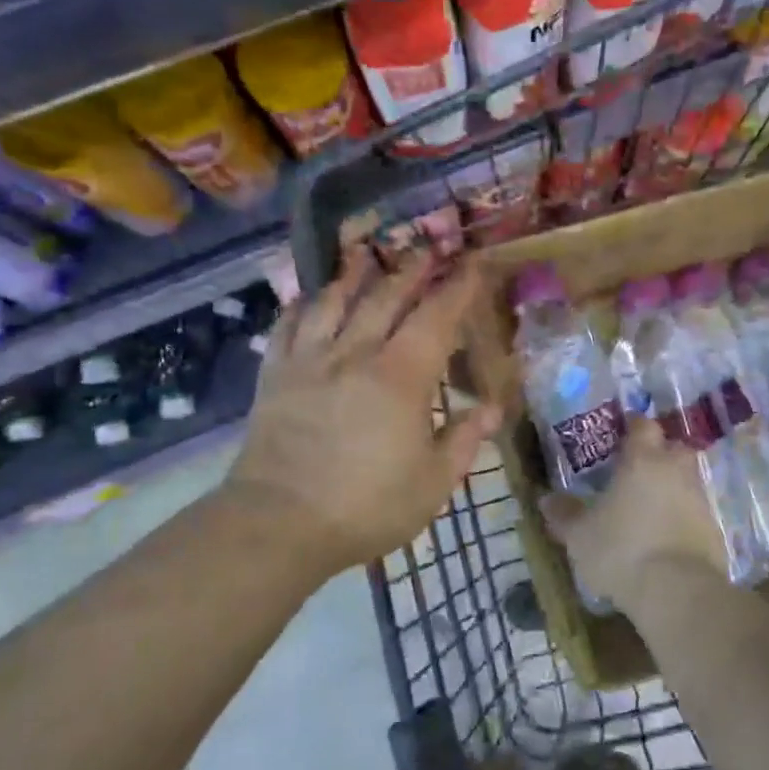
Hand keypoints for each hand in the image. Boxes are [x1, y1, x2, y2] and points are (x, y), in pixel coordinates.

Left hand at [225, 250, 500, 585]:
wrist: (279, 524)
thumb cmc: (367, 506)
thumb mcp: (433, 483)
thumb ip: (465, 440)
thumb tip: (493, 409)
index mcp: (401, 377)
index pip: (436, 317)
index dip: (456, 287)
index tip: (471, 263)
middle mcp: (355, 354)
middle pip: (386, 297)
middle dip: (411, 268)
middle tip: (427, 245)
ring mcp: (310, 361)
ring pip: (334, 302)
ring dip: (354, 274)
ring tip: (366, 253)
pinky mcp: (275, 376)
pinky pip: (286, 327)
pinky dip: (299, 307)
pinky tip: (307, 299)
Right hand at [541, 418, 727, 614]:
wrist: (677, 591)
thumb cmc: (621, 550)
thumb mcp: (579, 536)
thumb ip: (565, 514)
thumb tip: (546, 499)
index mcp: (642, 460)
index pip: (642, 426)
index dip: (633, 427)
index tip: (622, 435)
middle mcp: (675, 470)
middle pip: (673, 448)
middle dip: (659, 454)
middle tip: (637, 469)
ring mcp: (700, 499)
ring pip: (687, 480)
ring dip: (671, 487)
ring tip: (648, 507)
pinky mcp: (715, 529)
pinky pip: (696, 512)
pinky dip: (683, 517)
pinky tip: (666, 536)